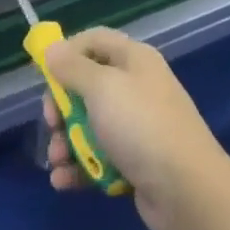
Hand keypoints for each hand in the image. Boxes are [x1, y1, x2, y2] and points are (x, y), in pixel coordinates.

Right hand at [43, 28, 229, 229]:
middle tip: (52, 123)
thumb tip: (52, 47)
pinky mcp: (135, 161)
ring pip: (90, 125)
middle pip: (87, 85)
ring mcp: (137, 126)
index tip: (44, 74)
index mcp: (134, 59)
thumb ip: (73, 68)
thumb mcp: (101, 88)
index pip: (94, 40)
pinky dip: (80, 167)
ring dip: (66, 142)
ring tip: (57, 161)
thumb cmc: (140, 125)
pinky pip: (99, 157)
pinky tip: (63, 181)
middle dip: (62, 106)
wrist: (186, 189)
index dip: (67, 52)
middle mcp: (136, 87)